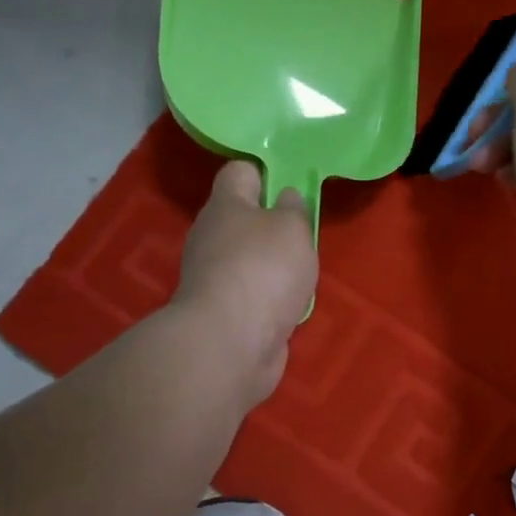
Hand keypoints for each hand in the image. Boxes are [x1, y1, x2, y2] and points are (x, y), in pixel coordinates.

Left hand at [173, 162, 317, 404]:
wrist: (230, 343)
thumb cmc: (264, 270)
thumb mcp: (293, 228)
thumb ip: (294, 209)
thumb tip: (285, 199)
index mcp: (225, 205)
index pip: (239, 171)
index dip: (266, 172)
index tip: (293, 185)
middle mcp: (212, 236)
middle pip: (242, 218)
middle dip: (273, 224)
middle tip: (304, 233)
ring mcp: (213, 277)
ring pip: (248, 259)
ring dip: (273, 266)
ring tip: (302, 274)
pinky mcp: (222, 312)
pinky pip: (251, 294)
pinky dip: (269, 298)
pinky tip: (289, 306)